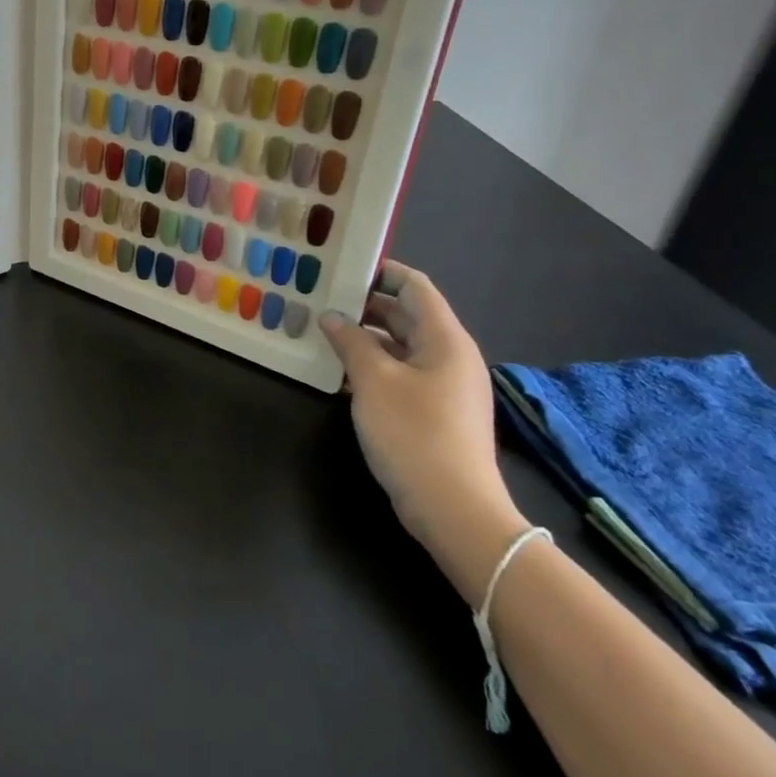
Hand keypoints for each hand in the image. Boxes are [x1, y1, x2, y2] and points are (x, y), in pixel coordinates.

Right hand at [321, 261, 528, 605]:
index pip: (415, 286)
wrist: (454, 509)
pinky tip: (339, 372)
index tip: (341, 267)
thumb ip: (351, 342)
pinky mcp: (434, 412)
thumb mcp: (374, 381)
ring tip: (322, 331)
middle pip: (407, 315)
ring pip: (401, 346)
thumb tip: (332, 316)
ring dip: (365, 337)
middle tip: (320, 298)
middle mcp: (450, 356)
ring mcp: (444, 386)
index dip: (381, 271)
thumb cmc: (414, 434)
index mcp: (445, 340)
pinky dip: (373, 365)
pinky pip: (401, 373)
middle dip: (365, 304)